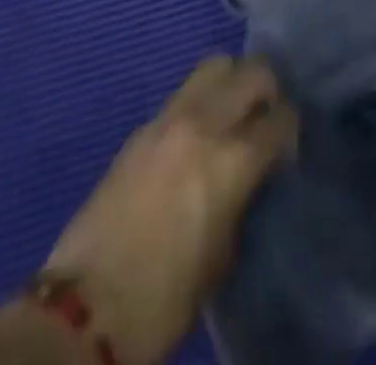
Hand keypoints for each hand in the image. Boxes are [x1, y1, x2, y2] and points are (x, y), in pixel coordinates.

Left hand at [42, 56, 295, 364]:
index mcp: (233, 159)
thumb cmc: (164, 297)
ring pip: (214, 66)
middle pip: (251, 71)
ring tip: (231, 113)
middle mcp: (205, 123)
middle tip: (265, 118)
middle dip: (267, 89)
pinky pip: (182, 94)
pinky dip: (199, 103)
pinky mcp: (141, 127)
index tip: (286, 148)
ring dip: (231, 82)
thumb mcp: (223, 254)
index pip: (281, 118)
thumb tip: (249, 176)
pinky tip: (194, 136)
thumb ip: (242, 198)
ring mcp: (168, 118)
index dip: (290, 130)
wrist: (85, 308)